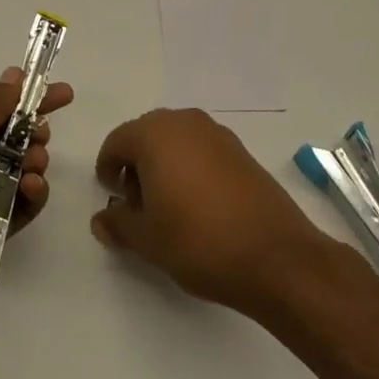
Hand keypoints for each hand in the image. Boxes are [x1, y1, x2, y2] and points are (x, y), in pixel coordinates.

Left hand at [0, 67, 73, 327]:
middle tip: (40, 133)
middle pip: (13, 141)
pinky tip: (31, 187)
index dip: (28, 99)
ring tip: (32, 162)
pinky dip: (33, 194)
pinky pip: (23, 207)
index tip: (63, 93)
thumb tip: (15, 75)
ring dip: (34, 160)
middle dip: (34, 131)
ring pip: (22, 171)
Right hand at [92, 107, 339, 317]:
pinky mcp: (241, 151)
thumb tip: (101, 219)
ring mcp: (217, 134)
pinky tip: (198, 204)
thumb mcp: (147, 240)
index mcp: (155, 134)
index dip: (108, 170)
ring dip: (163, 164)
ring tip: (168, 206)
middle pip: (146, 135)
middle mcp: (184, 122)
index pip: (117, 142)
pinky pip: (202, 149)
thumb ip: (118, 224)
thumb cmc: (199, 241)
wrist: (276, 257)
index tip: (113, 199)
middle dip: (135, 164)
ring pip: (176, 140)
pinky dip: (190, 167)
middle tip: (137, 203)